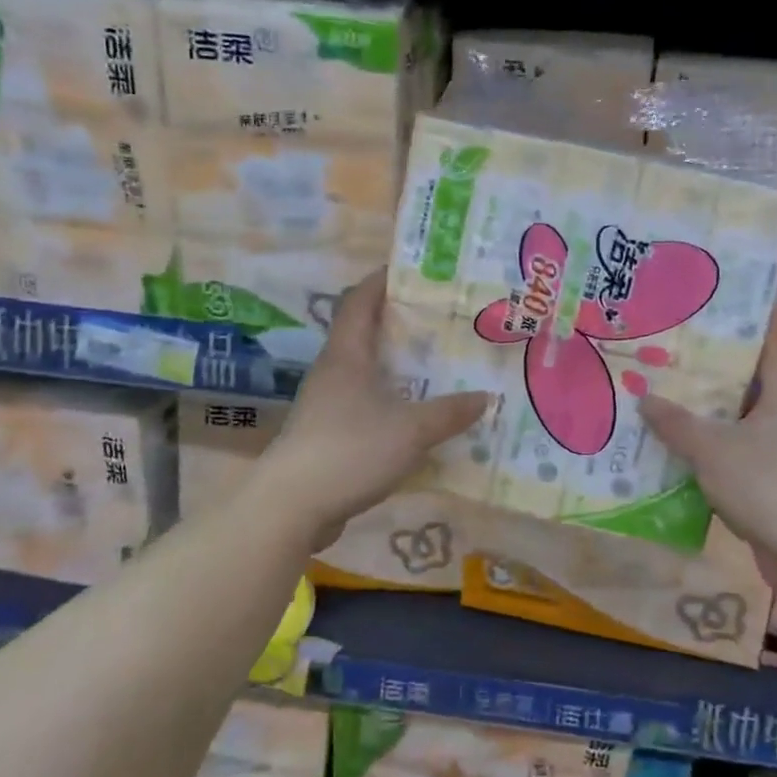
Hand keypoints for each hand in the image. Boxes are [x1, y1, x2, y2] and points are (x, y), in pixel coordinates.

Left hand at [264, 271, 489, 534]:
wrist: (292, 507)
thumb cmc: (350, 451)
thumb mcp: (411, 430)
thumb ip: (449, 412)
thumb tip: (484, 397)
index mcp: (346, 355)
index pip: (360, 300)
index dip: (382, 280)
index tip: (412, 270)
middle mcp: (332, 372)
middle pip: (363, 332)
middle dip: (398, 322)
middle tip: (439, 319)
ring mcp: (325, 404)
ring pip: (364, 370)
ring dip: (394, 364)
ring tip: (434, 363)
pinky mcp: (326, 435)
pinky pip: (362, 404)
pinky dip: (388, 400)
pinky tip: (413, 414)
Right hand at [640, 336, 776, 573]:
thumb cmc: (765, 484)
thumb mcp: (710, 449)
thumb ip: (676, 423)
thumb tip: (645, 398)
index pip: (772, 350)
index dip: (744, 336)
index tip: (710, 329)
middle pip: (760, 388)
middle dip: (722, 382)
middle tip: (682, 372)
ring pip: (758, 427)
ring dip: (725, 423)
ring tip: (683, 415)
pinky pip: (759, 460)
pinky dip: (732, 456)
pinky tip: (701, 464)